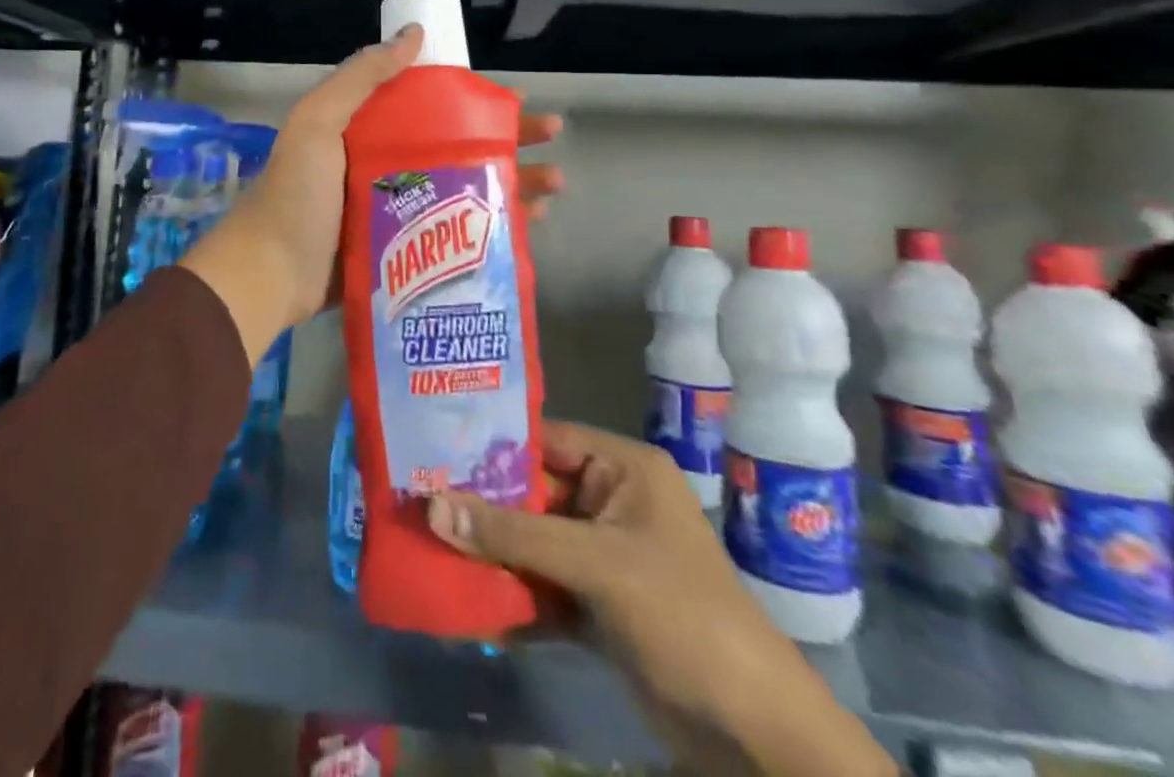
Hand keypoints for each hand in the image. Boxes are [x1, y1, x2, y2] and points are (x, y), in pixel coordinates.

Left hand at [180, 27, 562, 366]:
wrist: (269, 275)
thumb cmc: (297, 196)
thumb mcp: (318, 123)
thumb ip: (360, 78)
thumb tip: (413, 35)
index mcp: (368, 132)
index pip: (433, 107)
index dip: (474, 100)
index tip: (514, 97)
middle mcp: (388, 167)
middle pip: (459, 147)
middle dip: (508, 140)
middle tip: (551, 136)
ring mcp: (400, 213)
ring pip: (466, 189)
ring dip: (511, 183)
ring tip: (555, 184)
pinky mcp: (407, 254)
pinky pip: (456, 233)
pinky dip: (492, 226)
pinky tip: (530, 225)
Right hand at [426, 423, 894, 776]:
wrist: (753, 733)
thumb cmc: (680, 615)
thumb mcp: (594, 563)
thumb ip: (512, 533)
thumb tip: (431, 506)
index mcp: (623, 468)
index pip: (545, 439)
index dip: (492, 445)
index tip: (434, 449)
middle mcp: (612, 501)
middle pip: (533, 492)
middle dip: (483, 504)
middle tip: (420, 500)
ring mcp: (605, 555)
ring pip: (533, 540)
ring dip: (491, 550)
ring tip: (429, 546)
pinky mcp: (599, 604)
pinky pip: (543, 583)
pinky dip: (511, 592)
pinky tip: (465, 599)